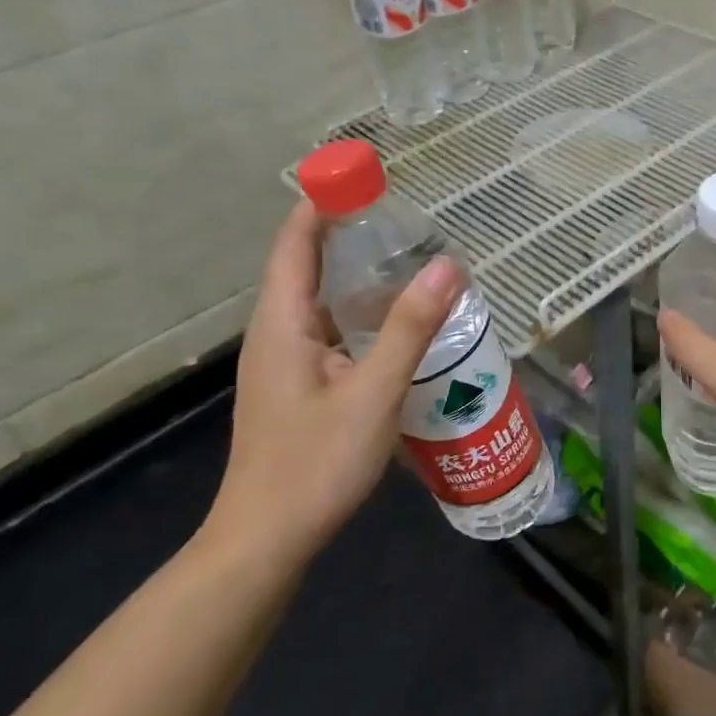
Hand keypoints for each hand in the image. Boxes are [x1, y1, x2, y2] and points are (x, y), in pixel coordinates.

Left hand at [211, 201, 463, 562]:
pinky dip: (359, 318)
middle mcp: (276, 335)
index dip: (321, 204)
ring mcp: (283, 365)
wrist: (266, 540)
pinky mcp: (296, 390)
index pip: (295, 244)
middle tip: (404, 221)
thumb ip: (410, 328)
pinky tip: (396, 332)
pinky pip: (328, 335)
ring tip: (410, 267)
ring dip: (357, 280)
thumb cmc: (315, 463)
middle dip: (348, 238)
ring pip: (320, 305)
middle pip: (306, 268)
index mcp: (282, 324)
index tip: (361, 176)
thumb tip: (448, 265)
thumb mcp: (374, 392)